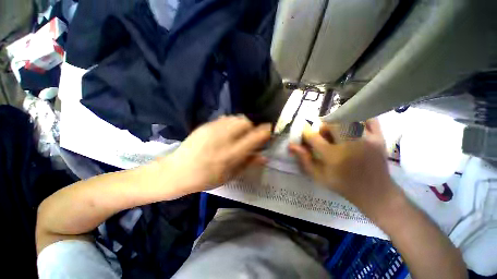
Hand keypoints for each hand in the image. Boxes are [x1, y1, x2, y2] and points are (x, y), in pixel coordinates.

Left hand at [167, 115, 271, 193]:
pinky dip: (231, 123)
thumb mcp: (229, 176)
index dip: (265, 131)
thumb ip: (248, 164)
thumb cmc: (205, 179)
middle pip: (245, 122)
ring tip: (237, 134)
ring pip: (236, 118)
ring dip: (241, 124)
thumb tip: (264, 156)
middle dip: (252, 126)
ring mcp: (213, 129)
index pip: (254, 137)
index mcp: (230, 154)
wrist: (176, 172)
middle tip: (249, 136)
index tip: (269, 130)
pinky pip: (225, 118)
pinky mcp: (205, 126)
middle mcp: (223, 139)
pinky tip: (226, 132)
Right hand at [289, 119, 401, 217]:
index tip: (304, 130)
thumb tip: (292, 145)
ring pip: (348, 118)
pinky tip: (355, 126)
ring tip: (339, 133)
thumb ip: (304, 159)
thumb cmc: (343, 185)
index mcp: (333, 156)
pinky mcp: (379, 137)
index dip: (306, 132)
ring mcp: (367, 139)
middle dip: (324, 127)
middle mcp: (349, 144)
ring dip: (339, 123)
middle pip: (331, 123)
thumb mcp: (319, 176)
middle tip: (325, 136)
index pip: (313, 137)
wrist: (375, 192)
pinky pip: (369, 118)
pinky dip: (360, 118)